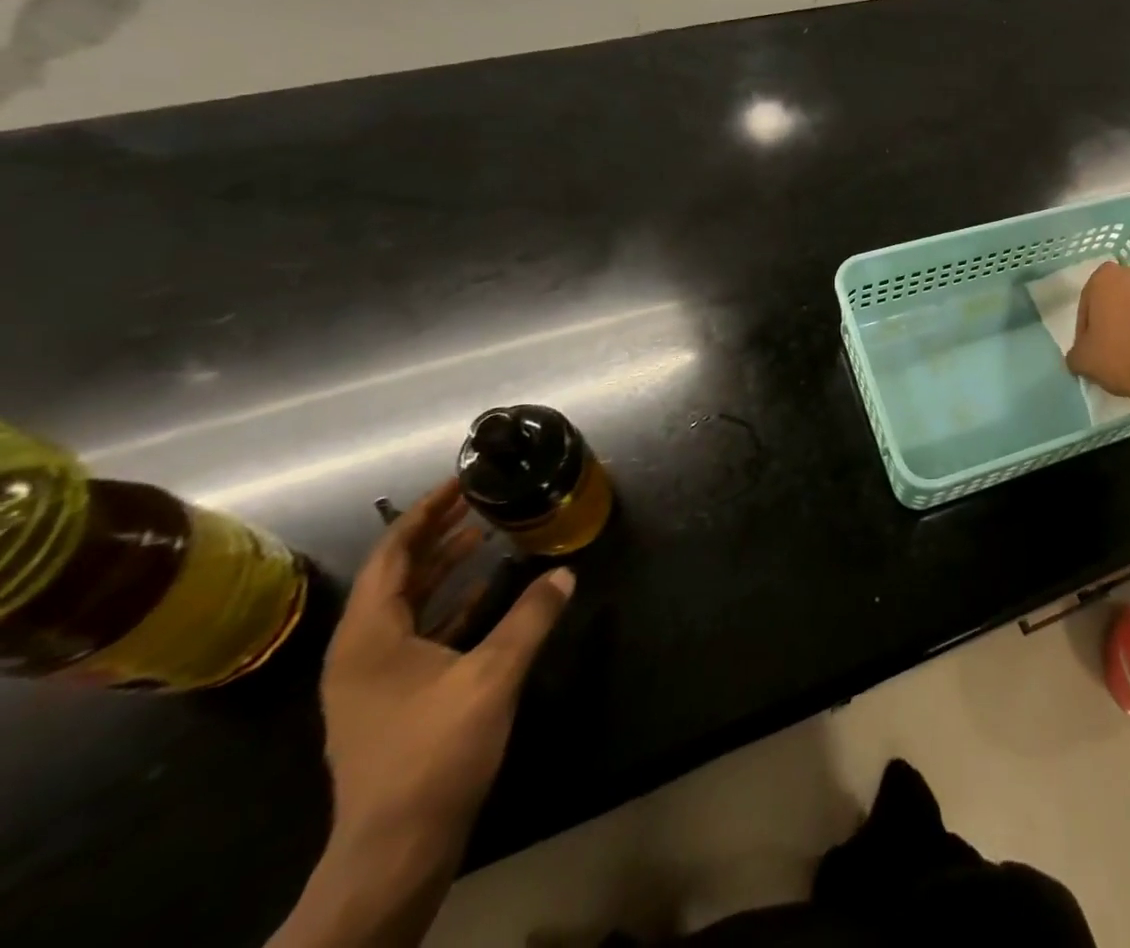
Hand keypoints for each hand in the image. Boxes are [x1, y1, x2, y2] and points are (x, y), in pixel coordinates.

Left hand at [321, 480, 573, 856]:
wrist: (395, 850)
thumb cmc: (433, 752)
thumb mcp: (491, 676)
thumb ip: (531, 618)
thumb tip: (566, 571)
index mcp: (369, 637)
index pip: (393, 553)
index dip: (426, 512)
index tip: (462, 480)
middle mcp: (362, 650)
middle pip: (399, 574)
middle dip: (439, 533)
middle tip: (482, 498)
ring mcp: (375, 677)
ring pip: (411, 603)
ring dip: (448, 567)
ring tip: (488, 532)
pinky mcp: (394, 698)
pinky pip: (422, 631)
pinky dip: (455, 604)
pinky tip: (493, 590)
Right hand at [1066, 260, 1129, 404]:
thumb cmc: (1121, 356)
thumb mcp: (1083, 360)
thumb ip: (1075, 352)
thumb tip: (1079, 355)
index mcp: (1106, 277)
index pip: (1087, 303)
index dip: (1085, 329)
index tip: (1089, 349)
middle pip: (1116, 298)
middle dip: (1112, 319)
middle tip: (1109, 349)